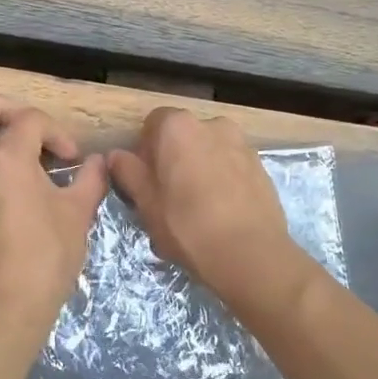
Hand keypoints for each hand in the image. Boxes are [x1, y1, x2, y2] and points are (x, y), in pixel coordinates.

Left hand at [0, 96, 108, 345]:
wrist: (7, 304)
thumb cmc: (47, 256)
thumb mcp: (78, 214)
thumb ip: (90, 179)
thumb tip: (98, 162)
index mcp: (7, 158)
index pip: (30, 119)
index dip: (56, 131)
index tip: (71, 158)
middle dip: (1, 108)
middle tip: (25, 127)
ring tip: (5, 150)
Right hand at [107, 108, 311, 312]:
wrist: (251, 254)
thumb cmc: (188, 226)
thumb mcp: (147, 204)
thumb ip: (129, 173)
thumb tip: (116, 155)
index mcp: (178, 127)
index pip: (152, 124)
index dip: (144, 151)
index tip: (144, 181)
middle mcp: (212, 124)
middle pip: (183, 135)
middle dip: (173, 158)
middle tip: (167, 196)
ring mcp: (241, 143)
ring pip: (209, 150)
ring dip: (199, 168)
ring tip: (197, 207)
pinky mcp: (261, 165)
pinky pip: (231, 165)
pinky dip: (222, 179)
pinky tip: (221, 211)